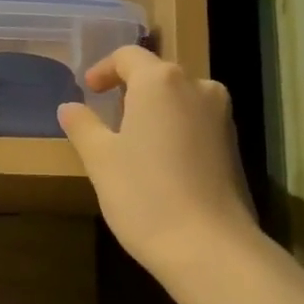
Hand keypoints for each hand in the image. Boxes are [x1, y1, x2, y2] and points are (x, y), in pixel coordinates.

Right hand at [58, 47, 258, 276]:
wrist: (210, 247)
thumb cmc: (145, 195)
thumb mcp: (101, 160)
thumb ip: (83, 125)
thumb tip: (69, 107)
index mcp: (161, 81)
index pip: (128, 56)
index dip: (104, 69)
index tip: (88, 90)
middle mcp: (197, 87)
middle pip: (158, 74)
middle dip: (130, 90)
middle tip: (106, 117)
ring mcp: (221, 116)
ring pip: (180, 98)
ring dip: (154, 110)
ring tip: (132, 141)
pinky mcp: (233, 145)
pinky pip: (196, 122)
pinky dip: (175, 129)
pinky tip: (160, 162)